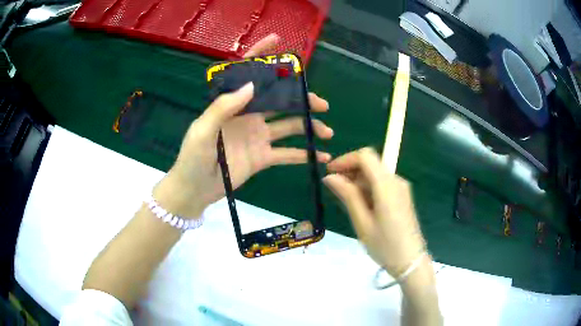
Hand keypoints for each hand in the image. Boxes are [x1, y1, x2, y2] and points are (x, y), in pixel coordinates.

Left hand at [154, 34, 332, 217]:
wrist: (195, 190)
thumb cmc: (192, 158)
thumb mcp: (203, 131)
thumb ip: (223, 108)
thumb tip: (252, 85)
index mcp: (233, 104)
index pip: (248, 74)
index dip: (261, 56)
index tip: (278, 41)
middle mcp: (249, 116)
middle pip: (280, 100)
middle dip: (302, 99)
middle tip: (321, 103)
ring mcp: (258, 136)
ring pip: (289, 125)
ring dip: (309, 126)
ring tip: (327, 131)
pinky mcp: (263, 157)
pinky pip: (288, 153)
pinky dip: (305, 154)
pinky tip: (323, 156)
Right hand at [323, 148, 424, 277]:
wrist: (410, 261)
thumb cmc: (385, 245)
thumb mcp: (362, 222)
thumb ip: (347, 195)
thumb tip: (330, 176)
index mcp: (387, 185)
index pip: (365, 156)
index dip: (345, 159)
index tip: (329, 172)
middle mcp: (396, 181)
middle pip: (371, 163)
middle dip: (350, 170)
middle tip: (335, 189)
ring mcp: (401, 188)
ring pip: (375, 173)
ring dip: (358, 180)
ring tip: (345, 200)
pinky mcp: (402, 196)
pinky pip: (382, 183)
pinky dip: (368, 188)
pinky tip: (361, 205)